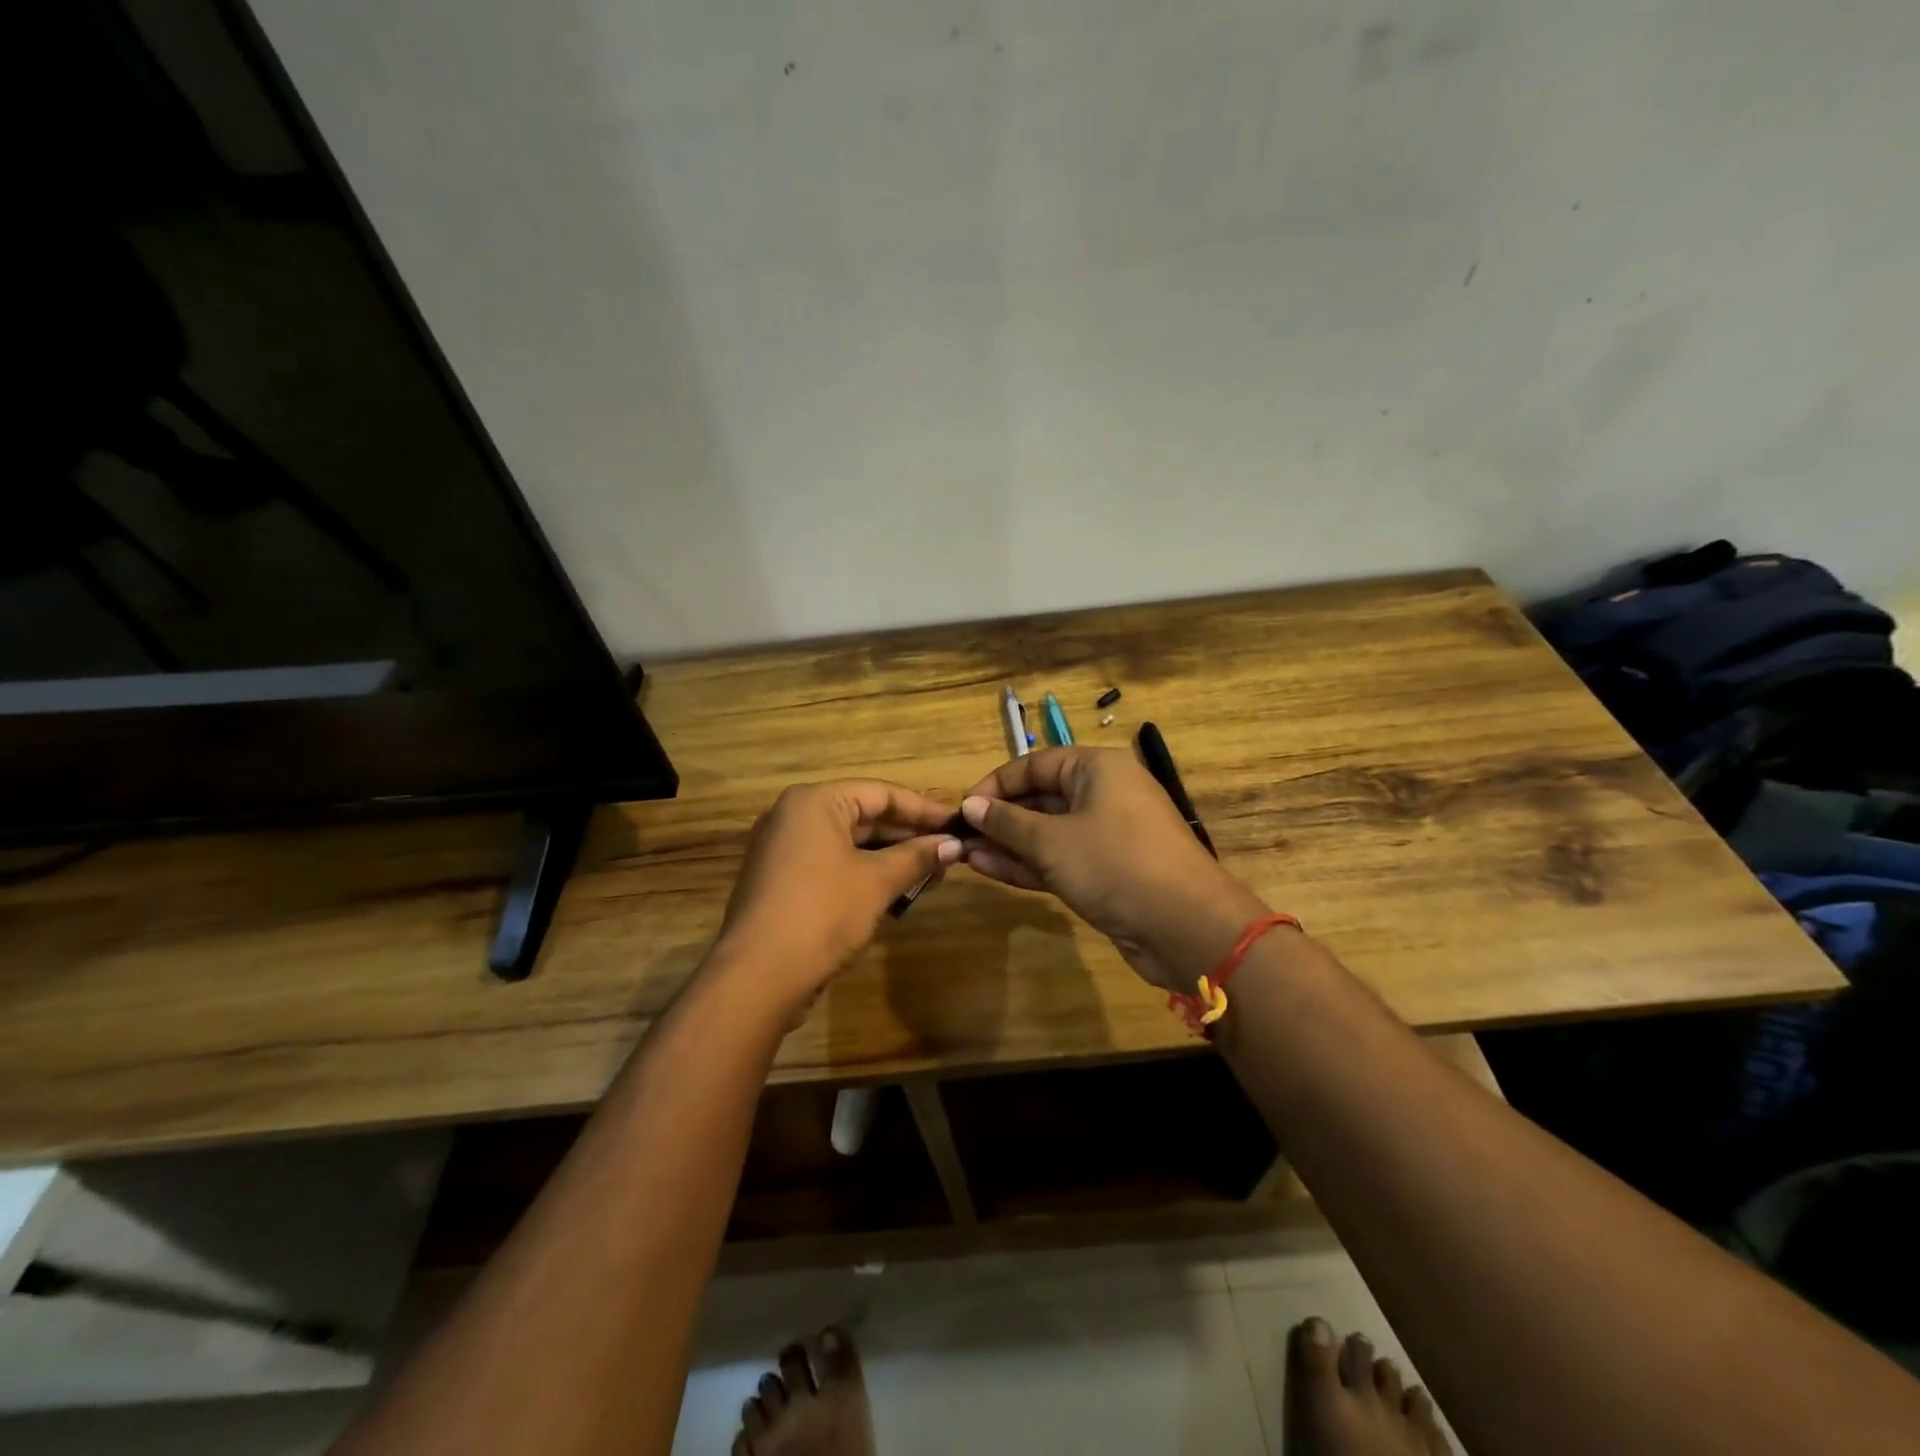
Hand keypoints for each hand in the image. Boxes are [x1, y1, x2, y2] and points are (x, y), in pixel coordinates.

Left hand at [714, 779, 962, 1015]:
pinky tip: (894, 893)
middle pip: (864, 816)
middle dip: (908, 837)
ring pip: (848, 843)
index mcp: (815, 802)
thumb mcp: (877, 881)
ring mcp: (782, 850)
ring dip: (889, 858)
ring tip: (929, 876)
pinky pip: (831, 865)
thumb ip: (917, 857)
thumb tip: (954, 845)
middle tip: (948, 855)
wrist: (758, 976)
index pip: (881, 793)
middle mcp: (794, 816)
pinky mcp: (781, 881)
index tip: (957, 826)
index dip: (924, 810)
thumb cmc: (823, 912)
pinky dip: (863, 874)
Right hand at [959, 747, 1269, 991]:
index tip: (963, 807)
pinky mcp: (1107, 871)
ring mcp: (1106, 835)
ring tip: (965, 854)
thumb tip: (971, 805)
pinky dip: (1029, 863)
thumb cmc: (1115, 864)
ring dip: (1009, 844)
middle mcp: (1103, 794)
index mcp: (1097, 768)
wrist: (1185, 927)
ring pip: (1048, 832)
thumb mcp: (1052, 841)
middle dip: (1000, 818)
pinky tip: (989, 869)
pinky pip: (1060, 858)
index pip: (1035, 764)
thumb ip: (1007, 822)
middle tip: (960, 836)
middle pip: (1041, 798)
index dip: (996, 784)